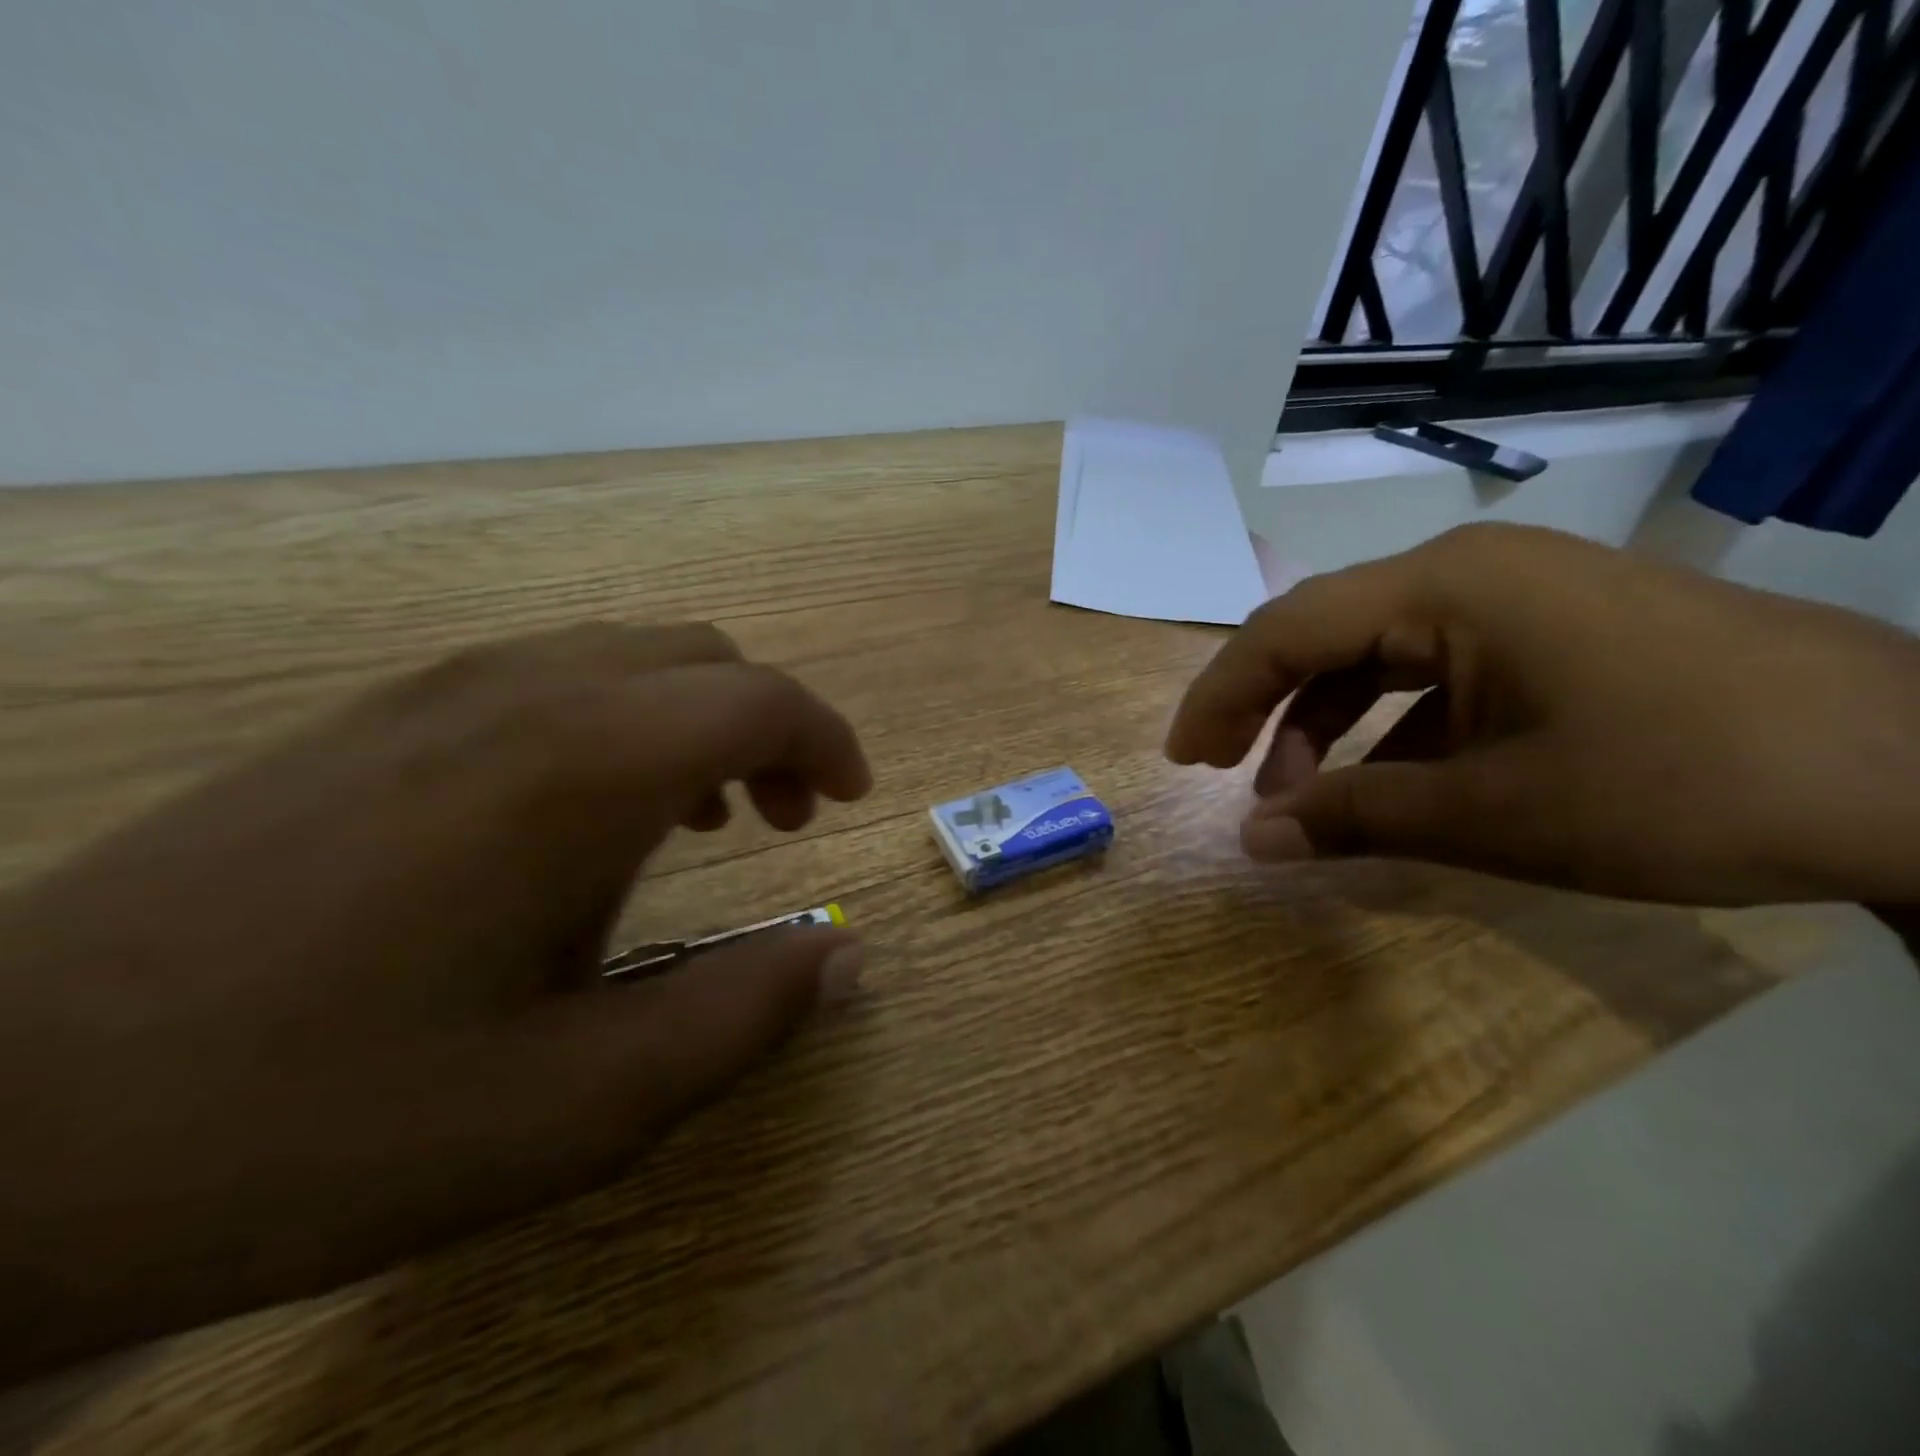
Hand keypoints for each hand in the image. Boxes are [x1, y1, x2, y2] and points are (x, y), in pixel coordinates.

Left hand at [0, 624, 870, 1377]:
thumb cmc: (327, 1119)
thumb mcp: (583, 1104)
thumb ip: (744, 1015)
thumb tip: (845, 956)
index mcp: (584, 766)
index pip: (760, 700)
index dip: (827, 742)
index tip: (848, 801)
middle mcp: (522, 693)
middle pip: (702, 659)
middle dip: (770, 727)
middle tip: (780, 819)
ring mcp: (436, 691)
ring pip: (627, 657)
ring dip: (695, 719)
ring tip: (695, 818)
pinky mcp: (374, 716)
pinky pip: (550, 676)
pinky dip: (619, 719)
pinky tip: (583, 815)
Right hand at [1166, 524, 1919, 906]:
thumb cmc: (1685, 784)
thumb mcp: (1494, 814)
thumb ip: (1353, 818)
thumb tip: (1250, 843)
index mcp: (1444, 588)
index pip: (1286, 631)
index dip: (1220, 695)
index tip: (1182, 761)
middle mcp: (1468, 572)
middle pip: (1323, 631)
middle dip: (1262, 706)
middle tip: (1223, 775)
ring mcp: (1517, 596)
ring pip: (1377, 652)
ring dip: (1327, 722)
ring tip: (1303, 796)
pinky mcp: (1556, 630)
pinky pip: (1438, 669)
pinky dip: (1392, 725)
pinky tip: (1387, 781)